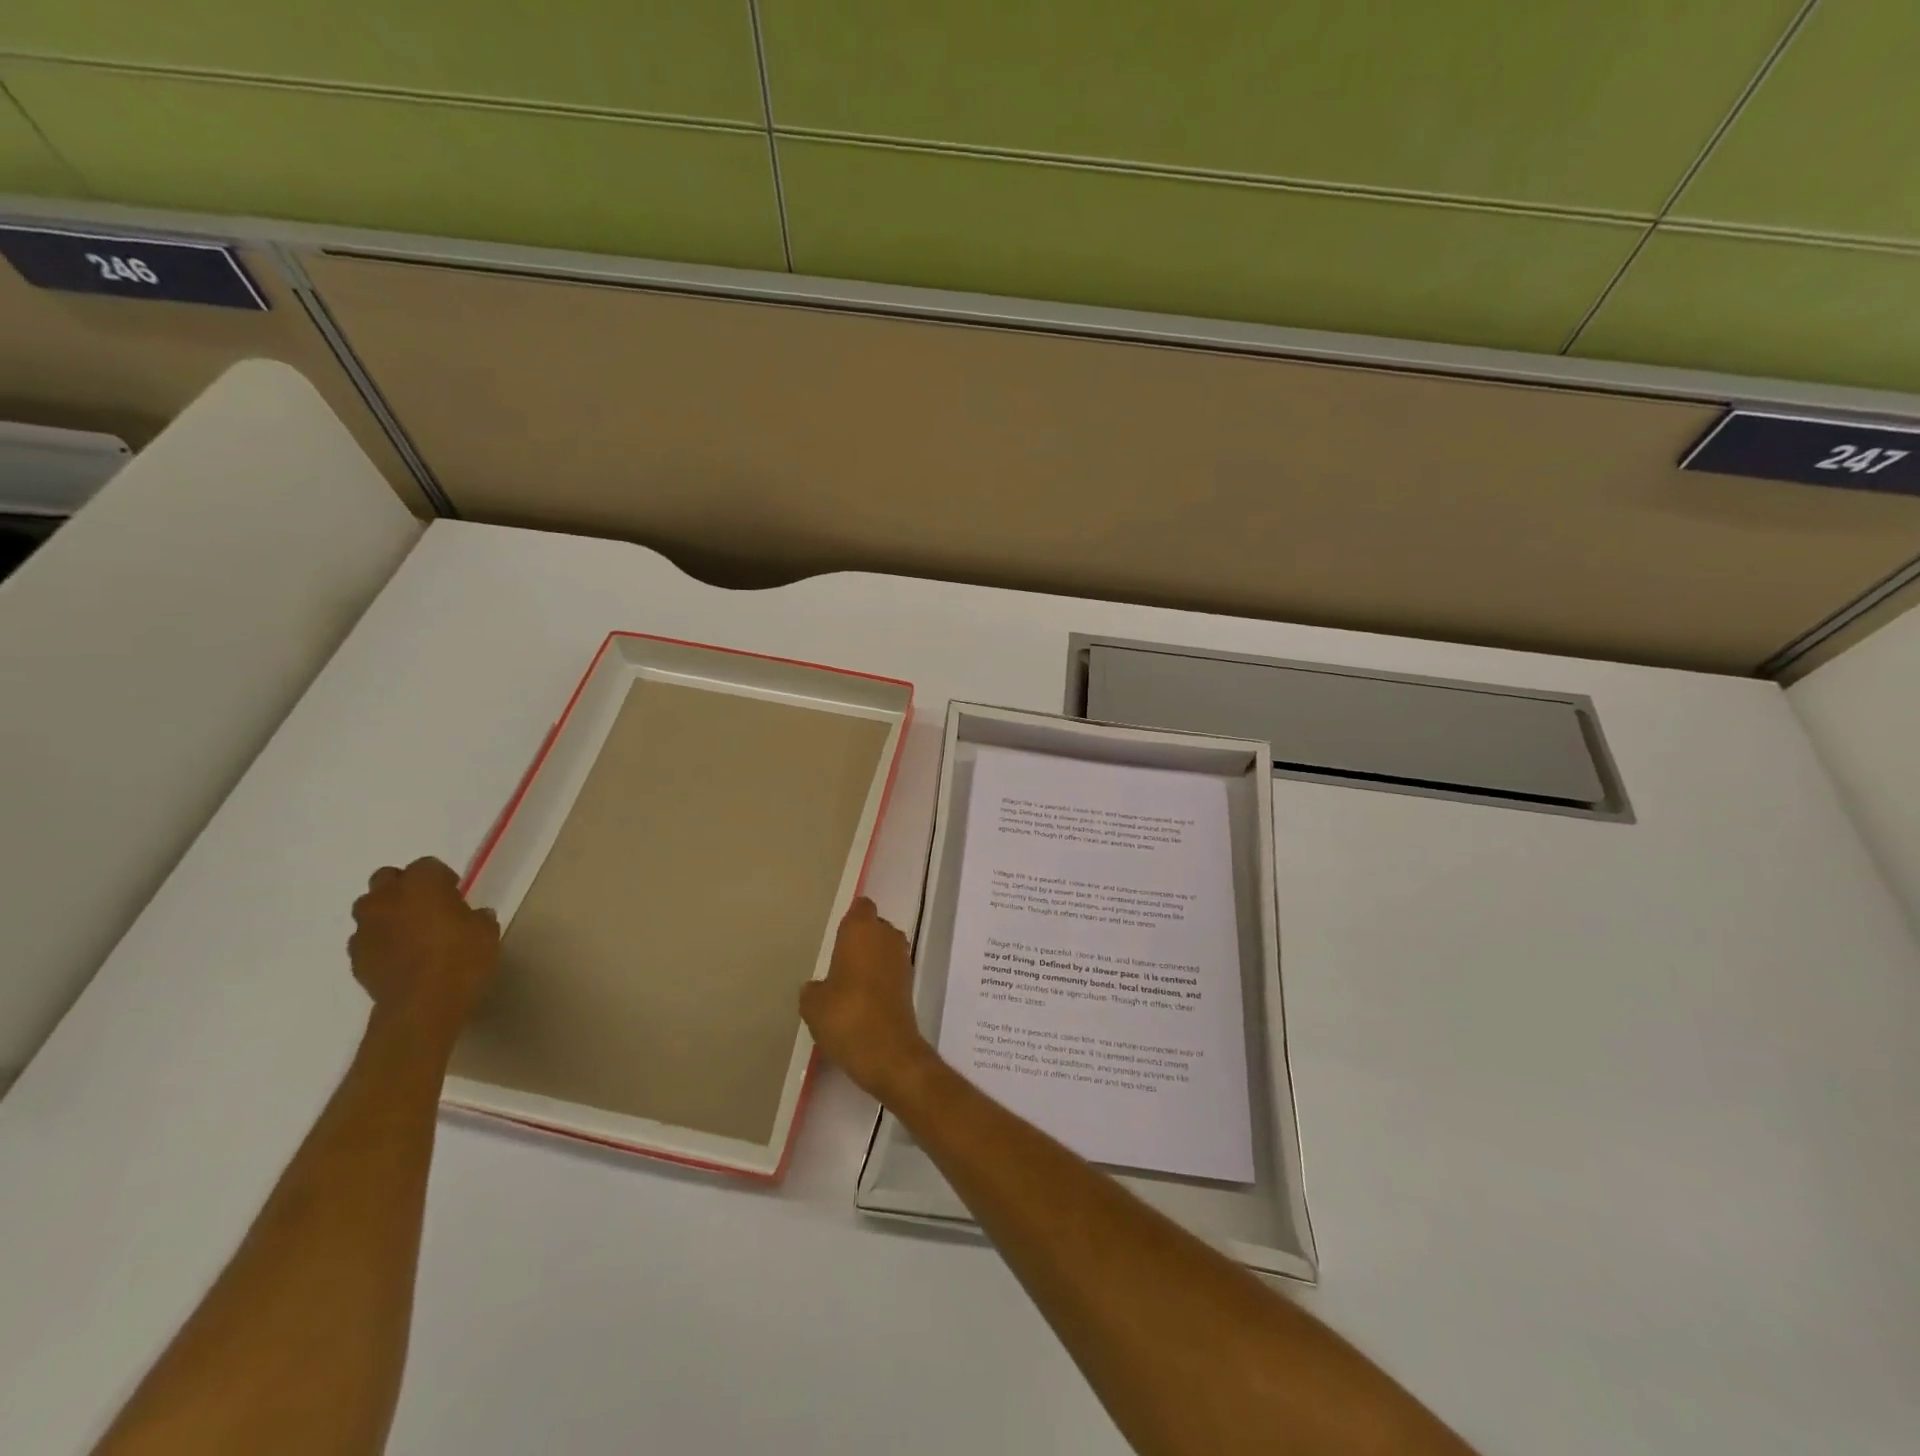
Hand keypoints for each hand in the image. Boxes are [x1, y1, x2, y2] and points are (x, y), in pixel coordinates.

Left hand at [349, 858, 499, 1044]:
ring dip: (386, 913)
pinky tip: (399, 956)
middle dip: (403, 887)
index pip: (427, 866)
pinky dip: (379, 941)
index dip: (441, 878)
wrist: (423, 1004)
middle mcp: (387, 898)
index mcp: (422, 884)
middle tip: (426, 906)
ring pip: (369, 907)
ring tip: (409, 932)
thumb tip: (472, 916)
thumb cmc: (462, 957)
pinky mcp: (355, 956)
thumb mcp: (486, 931)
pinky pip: (365, 938)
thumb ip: (476, 917)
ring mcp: (365, 928)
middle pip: (386, 878)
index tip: (455, 893)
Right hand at [801, 898, 939, 1103]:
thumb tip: (819, 988)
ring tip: (848, 980)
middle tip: (839, 958)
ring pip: (885, 949)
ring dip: (872, 959)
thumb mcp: (813, 1004)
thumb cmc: (845, 1015)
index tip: (836, 932)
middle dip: (861, 939)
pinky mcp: (910, 985)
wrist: (887, 1052)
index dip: (850, 917)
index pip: (861, 907)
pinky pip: (891, 971)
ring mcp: (902, 961)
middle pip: (875, 927)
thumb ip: (814, 988)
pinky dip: (880, 979)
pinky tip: (862, 999)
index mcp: (862, 930)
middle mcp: (887, 937)